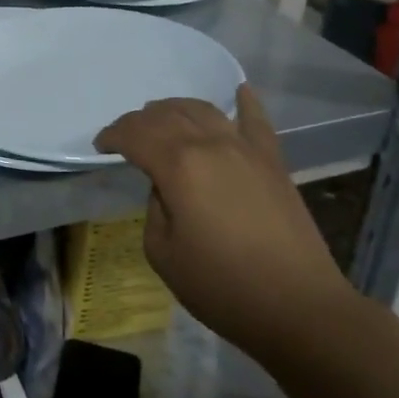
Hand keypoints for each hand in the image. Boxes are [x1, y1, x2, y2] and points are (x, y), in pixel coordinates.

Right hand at [95, 84, 354, 361]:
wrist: (298, 307)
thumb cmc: (222, 286)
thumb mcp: (163, 253)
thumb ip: (154, 208)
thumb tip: (166, 188)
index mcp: (177, 165)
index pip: (135, 135)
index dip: (113, 136)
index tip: (100, 147)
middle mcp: (210, 144)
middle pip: (167, 115)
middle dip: (140, 121)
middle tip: (126, 136)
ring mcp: (246, 148)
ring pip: (203, 110)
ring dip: (177, 109)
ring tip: (163, 118)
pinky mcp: (273, 161)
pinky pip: (257, 120)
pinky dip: (245, 102)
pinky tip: (239, 91)